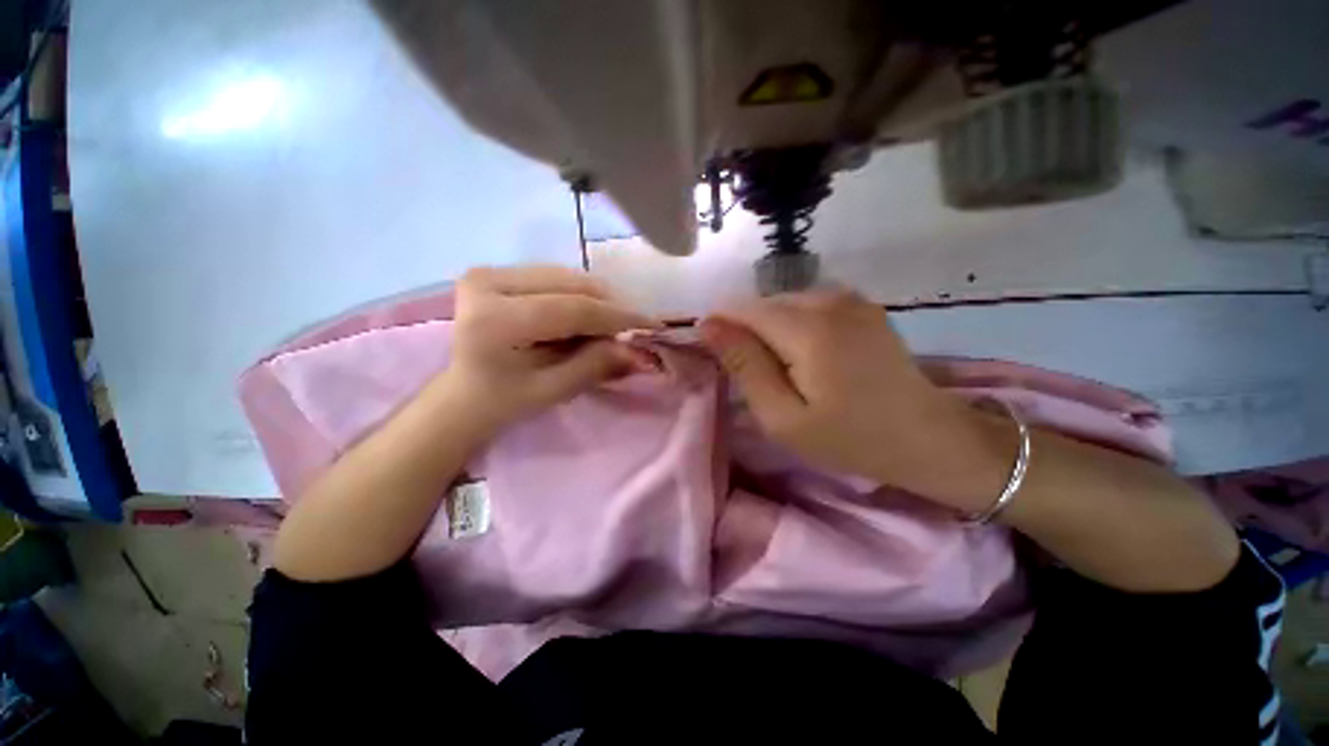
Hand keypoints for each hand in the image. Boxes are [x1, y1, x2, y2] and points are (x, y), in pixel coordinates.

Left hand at [439, 265, 658, 435]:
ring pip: (565, 277)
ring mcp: (488, 272)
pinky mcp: (494, 271)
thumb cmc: (505, 401)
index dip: (617, 316)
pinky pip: (554, 278)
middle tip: (633, 328)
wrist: (463, 394)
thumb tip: (640, 352)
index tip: (653, 323)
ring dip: (596, 300)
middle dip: (609, 307)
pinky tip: (586, 316)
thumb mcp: (554, 390)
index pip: (572, 309)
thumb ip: (596, 366)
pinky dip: (578, 296)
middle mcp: (487, 282)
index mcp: (495, 319)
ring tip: (610, 326)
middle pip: (570, 286)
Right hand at [701, 289, 1012, 511]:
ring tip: (782, 371)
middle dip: (747, 334)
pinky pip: (807, 306)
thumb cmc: (850, 438)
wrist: (929, 437)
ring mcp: (849, 298)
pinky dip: (793, 328)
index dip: (721, 329)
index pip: (741, 309)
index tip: (721, 362)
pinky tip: (806, 358)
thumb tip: (709, 325)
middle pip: (762, 304)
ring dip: (770, 333)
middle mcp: (828, 299)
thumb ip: (745, 366)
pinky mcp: (861, 305)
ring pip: (783, 304)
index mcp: (808, 327)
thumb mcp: (783, 417)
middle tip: (756, 378)